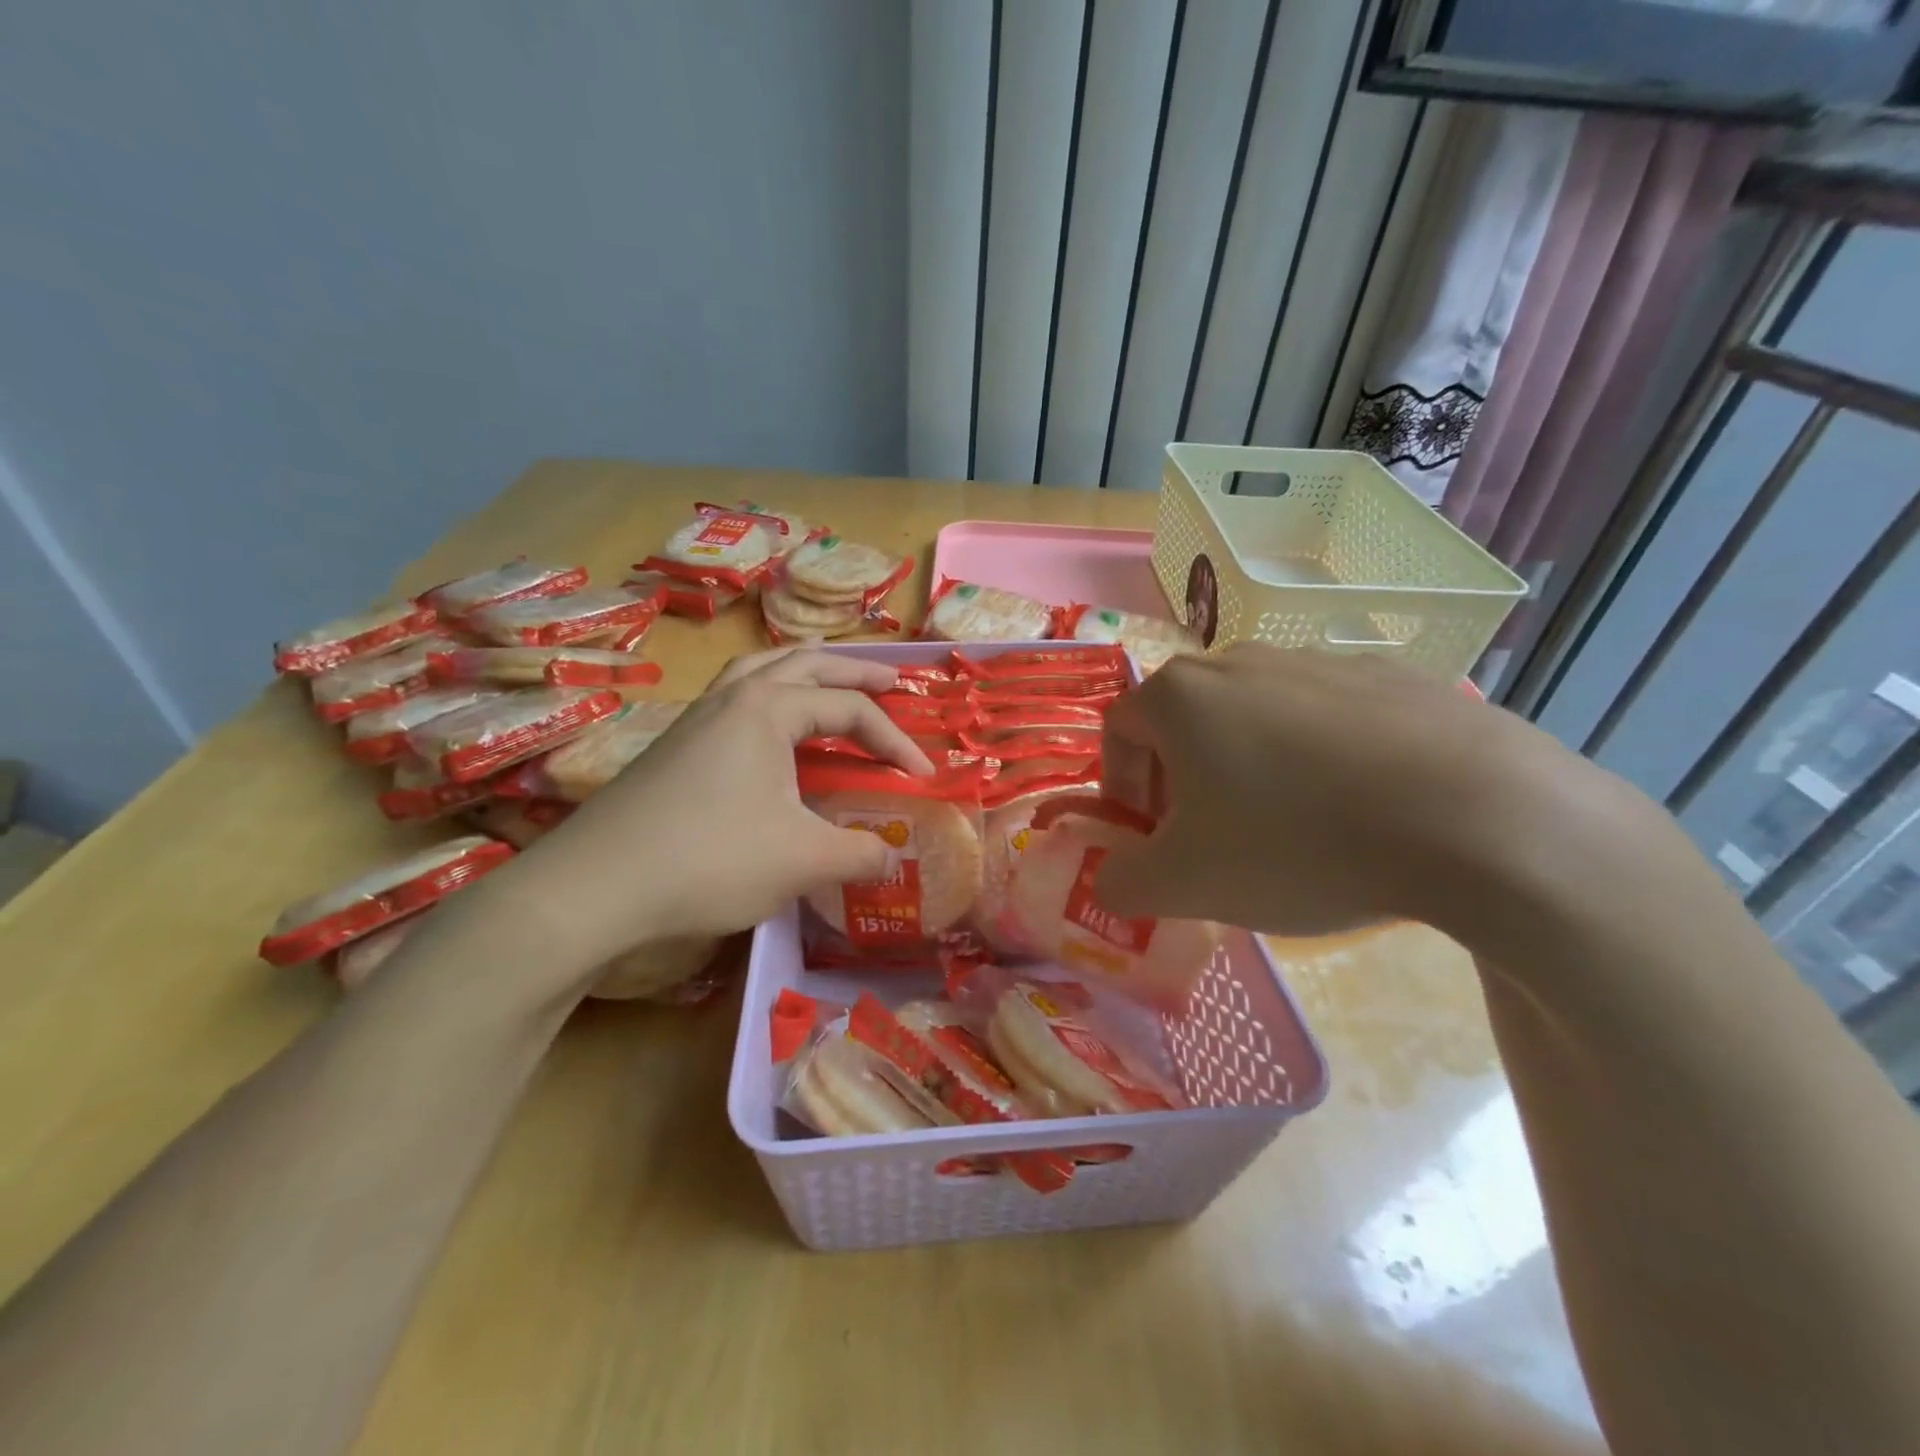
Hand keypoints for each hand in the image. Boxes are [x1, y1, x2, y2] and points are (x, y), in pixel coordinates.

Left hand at [473, 649, 932, 981]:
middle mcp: (733, 696)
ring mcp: (697, 717)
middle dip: (856, 671)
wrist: (595, 887)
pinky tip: (770, 730)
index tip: (924, 775)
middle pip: (807, 664)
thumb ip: (860, 854)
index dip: (895, 739)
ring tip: (830, 680)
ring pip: (761, 670)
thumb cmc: (711, 860)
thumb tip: (893, 859)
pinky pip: (735, 698)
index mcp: (769, 707)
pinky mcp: (675, 745)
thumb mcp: (803, 860)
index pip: (850, 709)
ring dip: (804, 671)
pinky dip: (767, 696)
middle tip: (894, 681)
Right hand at [1093, 644, 1595, 940]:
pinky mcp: (1392, 676)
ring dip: (1250, 771)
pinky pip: (1328, 720)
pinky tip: (1358, 811)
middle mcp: (1242, 660)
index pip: (1119, 731)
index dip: (1121, 788)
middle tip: (1212, 843)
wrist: (1477, 819)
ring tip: (1290, 831)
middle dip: (1182, 784)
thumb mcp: (1186, 885)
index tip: (1149, 839)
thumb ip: (1120, 883)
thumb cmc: (1298, 844)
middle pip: (1186, 723)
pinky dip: (1320, 761)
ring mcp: (1322, 661)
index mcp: (1182, 695)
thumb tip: (1108, 880)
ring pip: (1257, 718)